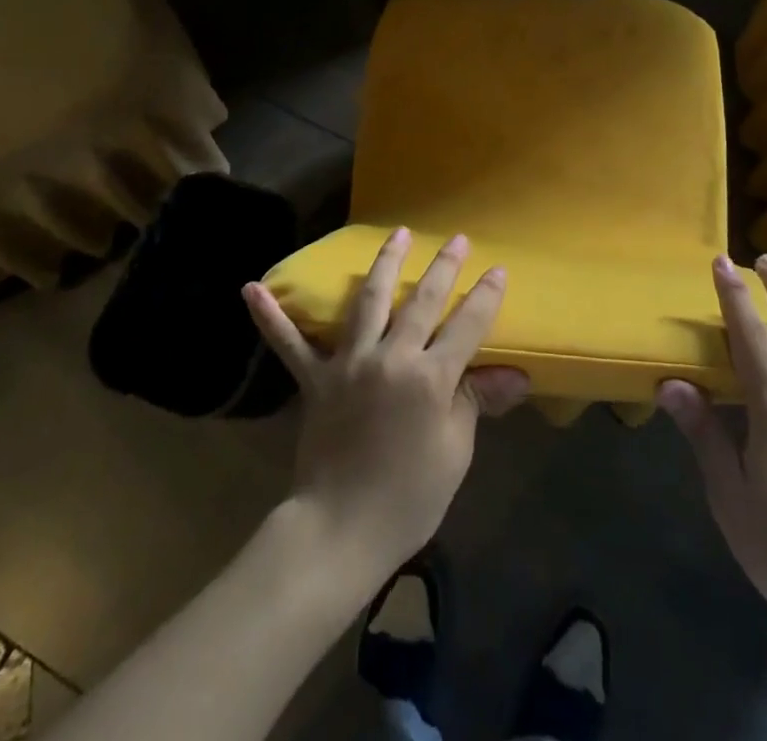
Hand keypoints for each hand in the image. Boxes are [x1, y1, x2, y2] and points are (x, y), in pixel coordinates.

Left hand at [243, 228, 529, 578]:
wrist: (340, 531)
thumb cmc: (409, 498)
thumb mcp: (454, 451)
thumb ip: (475, 402)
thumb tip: (514, 374)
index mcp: (430, 378)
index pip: (466, 326)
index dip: (485, 296)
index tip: (497, 269)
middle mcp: (390, 358)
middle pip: (421, 302)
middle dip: (443, 268)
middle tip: (457, 240)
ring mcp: (348, 364)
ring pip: (368, 302)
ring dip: (384, 264)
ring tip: (397, 234)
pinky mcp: (315, 380)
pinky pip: (290, 344)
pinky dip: (271, 317)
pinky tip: (252, 288)